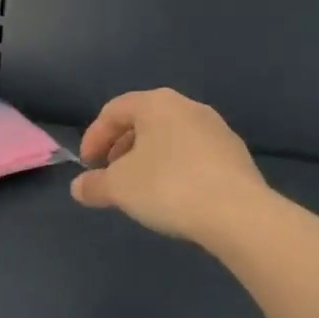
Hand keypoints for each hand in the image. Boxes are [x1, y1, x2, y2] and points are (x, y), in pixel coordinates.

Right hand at [72, 89, 271, 244]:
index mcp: (156, 103)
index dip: (94, 136)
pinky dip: (176, 168)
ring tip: (142, 188)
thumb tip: (78, 188)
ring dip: (150, 158)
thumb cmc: (169, 187)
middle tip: (111, 174)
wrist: (239, 214)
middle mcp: (188, 106)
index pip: (114, 111)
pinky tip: (175, 196)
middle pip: (144, 121)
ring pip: (171, 137)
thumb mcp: (120, 188)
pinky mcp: (236, 155)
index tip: (87, 165)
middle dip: (122, 147)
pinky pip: (195, 155)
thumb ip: (95, 185)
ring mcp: (217, 129)